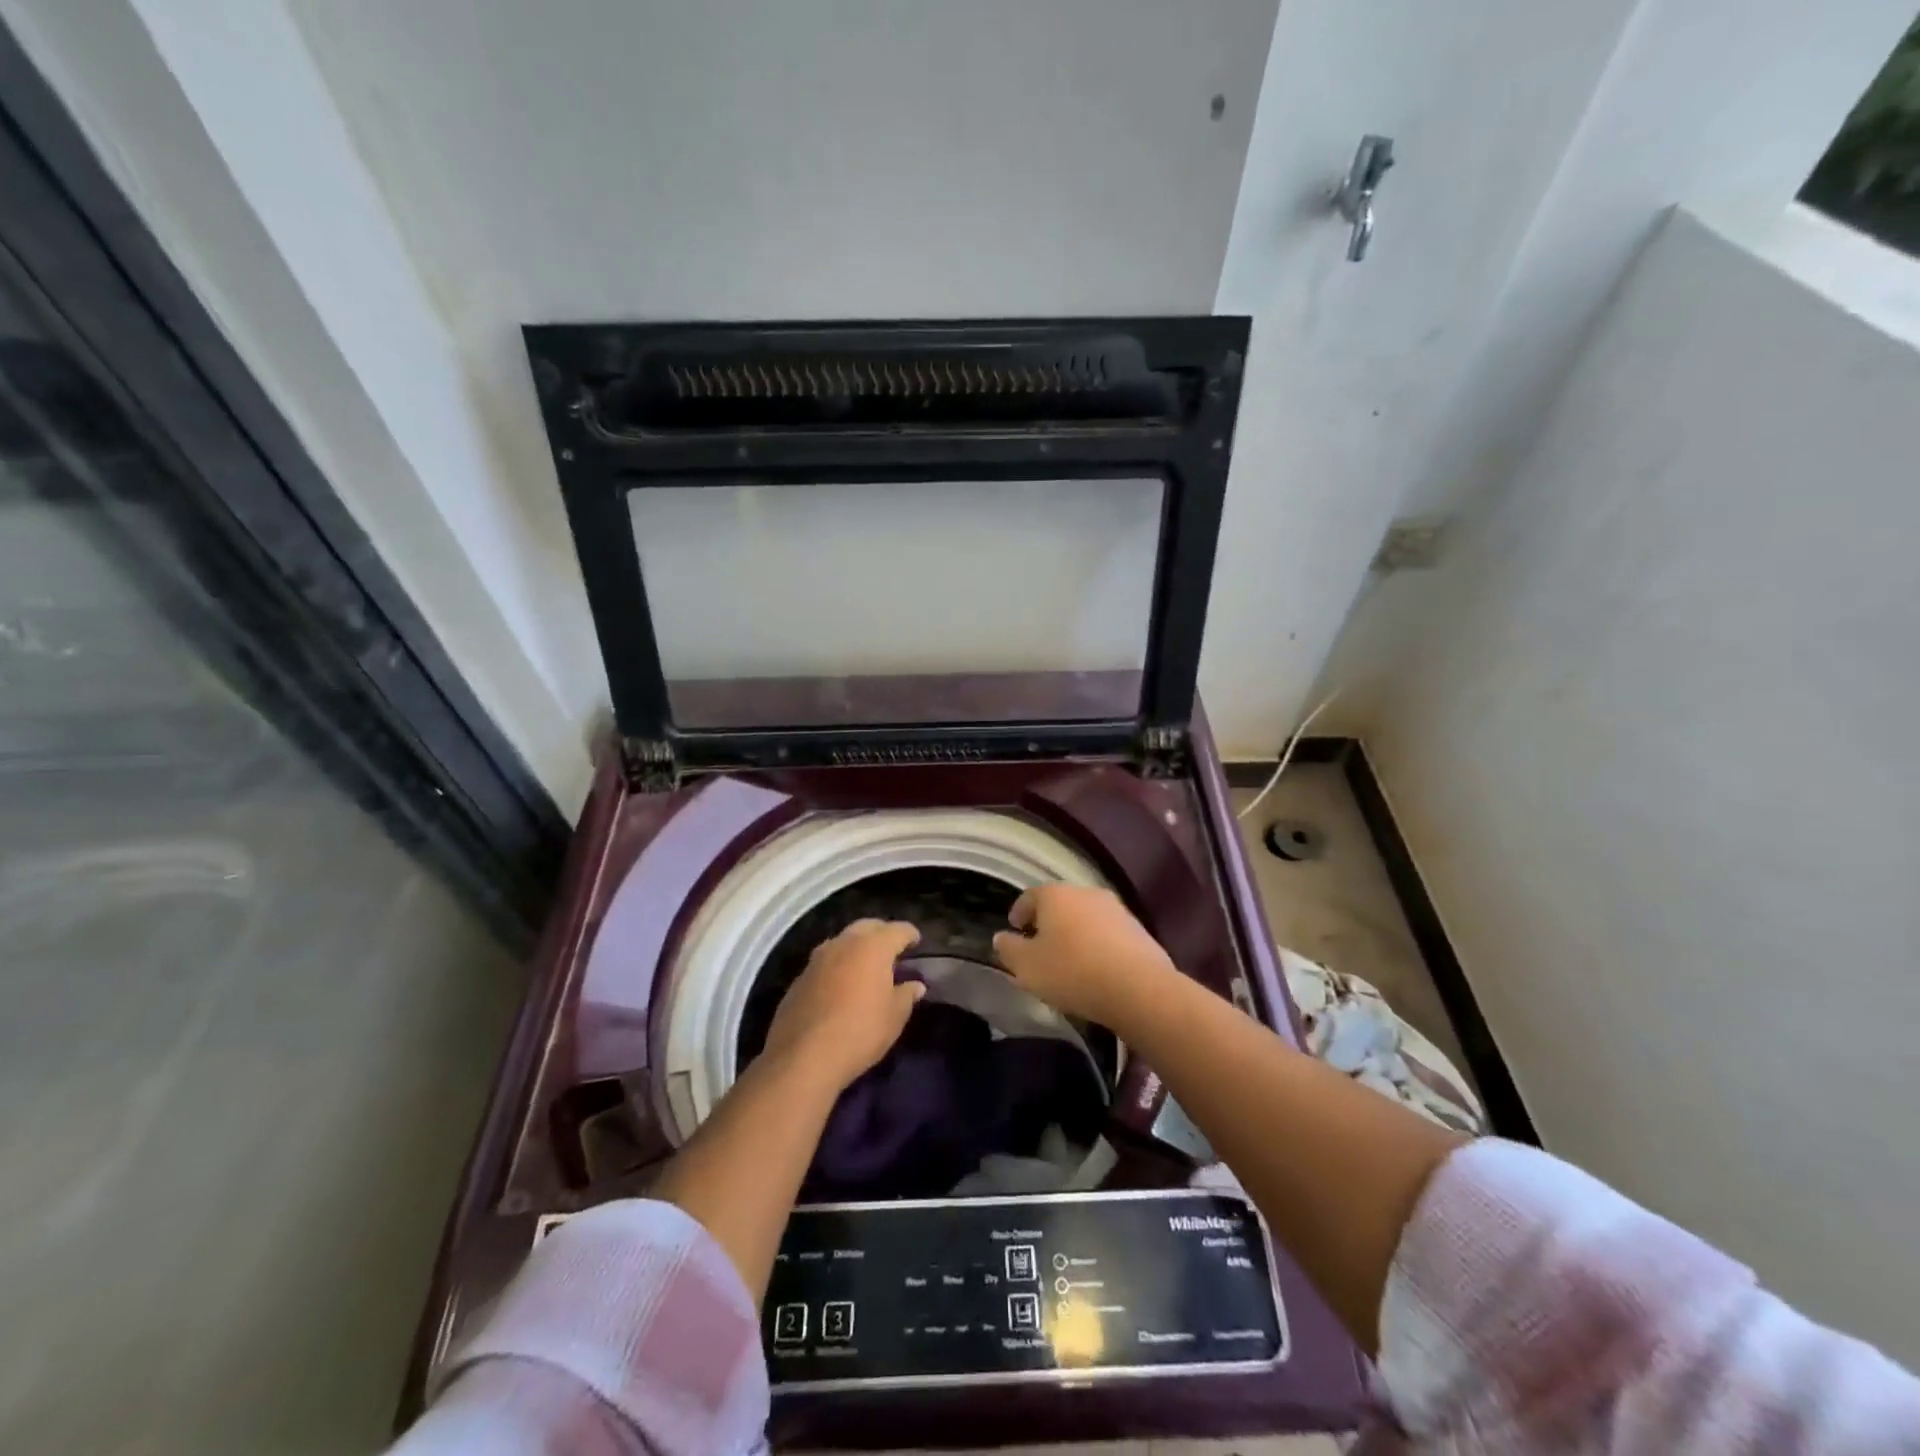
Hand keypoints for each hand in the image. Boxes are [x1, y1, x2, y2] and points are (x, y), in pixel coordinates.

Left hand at [763, 919, 924, 1092]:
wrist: (803, 1058)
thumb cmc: (859, 1032)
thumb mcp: (893, 1018)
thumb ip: (906, 996)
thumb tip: (915, 985)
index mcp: (873, 947)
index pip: (897, 930)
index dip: (910, 934)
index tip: (917, 941)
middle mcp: (844, 943)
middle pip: (867, 927)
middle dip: (881, 933)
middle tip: (892, 949)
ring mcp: (817, 958)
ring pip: (842, 941)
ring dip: (856, 947)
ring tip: (866, 965)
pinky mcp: (799, 977)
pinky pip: (825, 962)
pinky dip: (838, 966)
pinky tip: (841, 985)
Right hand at [991, 884, 1176, 1024]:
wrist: (1139, 987)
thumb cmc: (1073, 972)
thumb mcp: (1027, 967)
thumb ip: (1008, 950)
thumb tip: (1001, 937)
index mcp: (1055, 895)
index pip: (1029, 897)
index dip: (1019, 913)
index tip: (1014, 930)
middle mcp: (1085, 892)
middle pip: (1059, 905)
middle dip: (1048, 923)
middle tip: (1039, 948)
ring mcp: (1115, 908)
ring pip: (1085, 918)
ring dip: (1075, 934)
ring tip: (1069, 961)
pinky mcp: (1137, 929)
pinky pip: (1108, 933)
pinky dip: (1097, 945)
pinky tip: (1096, 968)